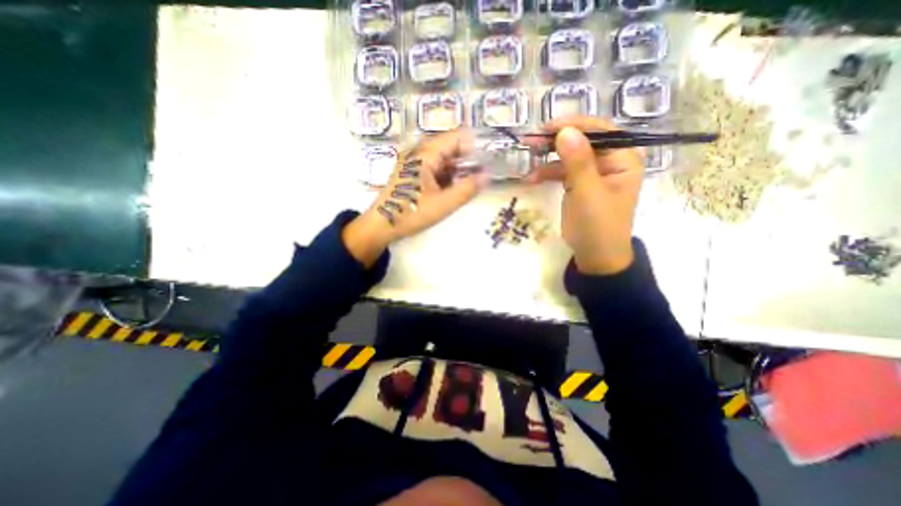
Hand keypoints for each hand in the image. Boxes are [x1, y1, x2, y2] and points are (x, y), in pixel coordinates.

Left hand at [344, 130, 488, 266]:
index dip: (475, 146)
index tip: (489, 162)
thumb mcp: (443, 204)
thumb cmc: (410, 213)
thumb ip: (467, 189)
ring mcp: (416, 162)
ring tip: (470, 185)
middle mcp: (420, 152)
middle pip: (451, 147)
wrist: (381, 225)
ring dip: (459, 170)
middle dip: (469, 160)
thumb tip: (488, 175)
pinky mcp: (414, 172)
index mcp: (426, 153)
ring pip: (444, 159)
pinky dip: (448, 176)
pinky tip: (454, 189)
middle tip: (482, 176)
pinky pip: (436, 168)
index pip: (458, 137)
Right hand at [530, 117, 648, 273]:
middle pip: (583, 141)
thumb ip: (578, 162)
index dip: (575, 125)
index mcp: (623, 159)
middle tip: (532, 140)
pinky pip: (562, 171)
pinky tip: (532, 177)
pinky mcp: (578, 184)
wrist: (594, 255)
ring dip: (548, 157)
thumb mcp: (588, 193)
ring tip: (528, 156)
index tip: (548, 127)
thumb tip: (565, 130)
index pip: (601, 131)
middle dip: (557, 140)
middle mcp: (610, 161)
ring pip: (569, 155)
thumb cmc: (598, 225)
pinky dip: (547, 173)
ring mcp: (592, 173)